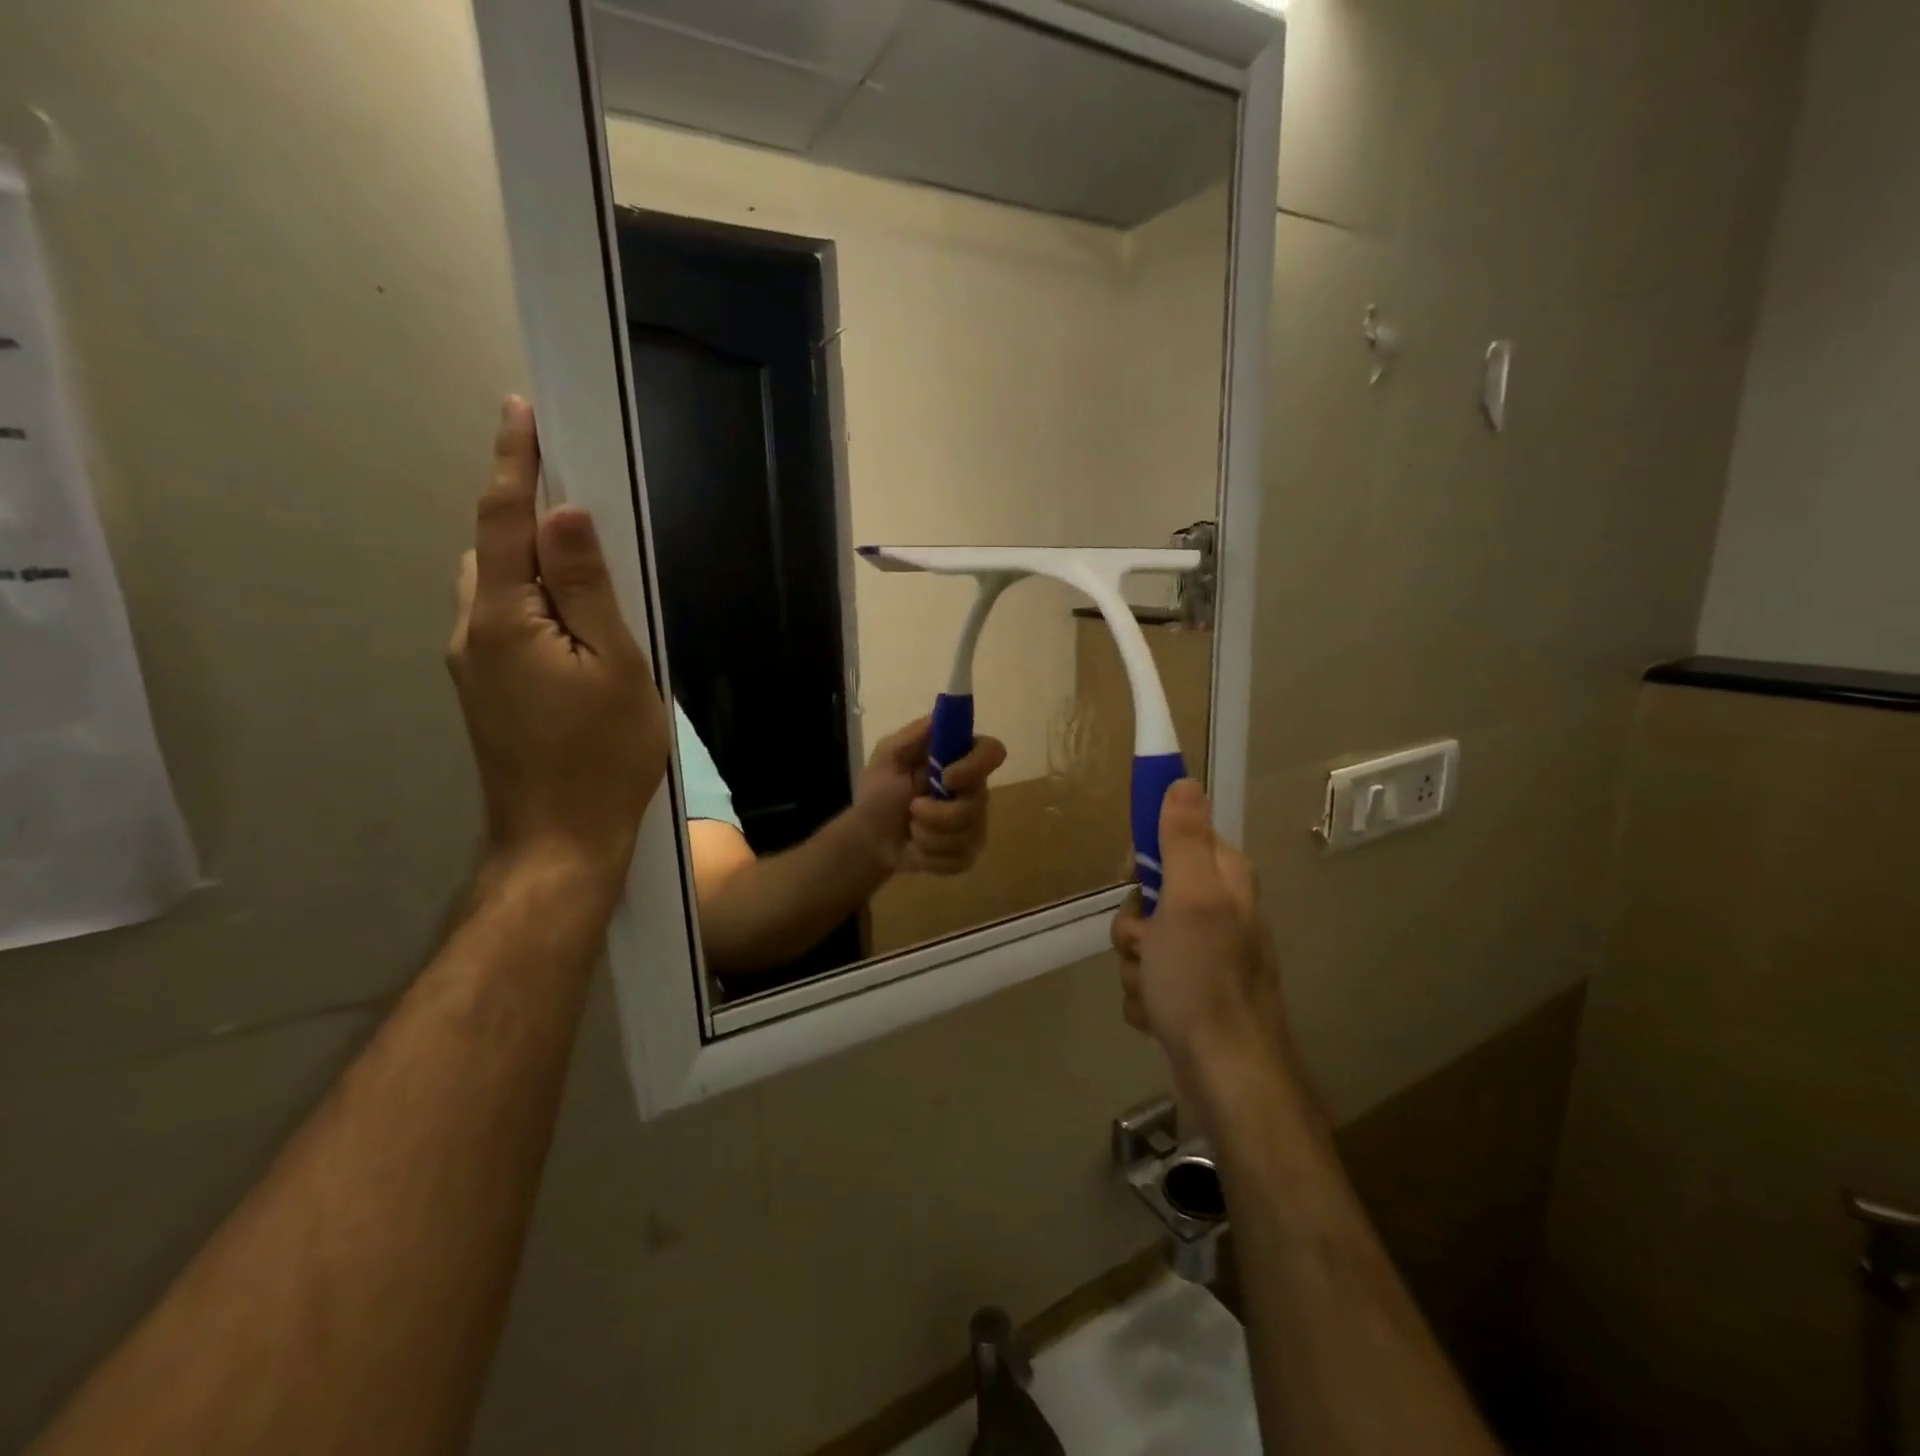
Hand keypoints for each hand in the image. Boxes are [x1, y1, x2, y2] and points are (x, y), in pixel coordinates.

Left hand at [447, 398, 669, 890]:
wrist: (559, 839)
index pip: (504, 521)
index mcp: (505, 617)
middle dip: (521, 510)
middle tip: (572, 492)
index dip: (513, 464)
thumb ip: (587, 588)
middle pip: (491, 550)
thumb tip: (565, 513)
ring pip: (493, 588)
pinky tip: (569, 623)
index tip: (519, 411)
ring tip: (579, 561)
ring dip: (526, 559)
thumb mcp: (615, 665)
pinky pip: (501, 622)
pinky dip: (529, 600)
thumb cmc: (603, 754)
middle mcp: (472, 631)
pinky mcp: (484, 691)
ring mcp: (472, 665)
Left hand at [851, 717, 1006, 875]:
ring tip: (911, 829)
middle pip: (977, 803)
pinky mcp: (967, 852)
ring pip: (966, 835)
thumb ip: (910, 737)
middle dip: (938, 814)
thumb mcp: (886, 757)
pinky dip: (930, 857)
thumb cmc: (879, 791)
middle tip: (912, 809)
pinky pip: (959, 858)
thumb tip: (938, 717)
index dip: (975, 766)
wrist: (869, 837)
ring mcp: (975, 823)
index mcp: (959, 759)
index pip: (992, 751)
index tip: (947, 778)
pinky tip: (918, 848)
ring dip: (927, 836)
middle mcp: (974, 789)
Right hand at [1110, 780, 1291, 1104]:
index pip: (1170, 839)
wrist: (1226, 1076)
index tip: (1134, 882)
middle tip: (1150, 944)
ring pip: (1141, 939)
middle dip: (1135, 925)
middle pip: (1148, 894)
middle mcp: (1217, 911)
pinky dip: (1145, 995)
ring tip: (1157, 988)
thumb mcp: (1191, 898)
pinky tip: (1159, 1013)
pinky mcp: (1190, 991)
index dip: (1143, 860)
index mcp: (1224, 879)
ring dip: (1136, 964)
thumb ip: (1184, 838)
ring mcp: (1204, 954)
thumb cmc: (1204, 980)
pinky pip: (1146, 976)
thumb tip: (1183, 780)